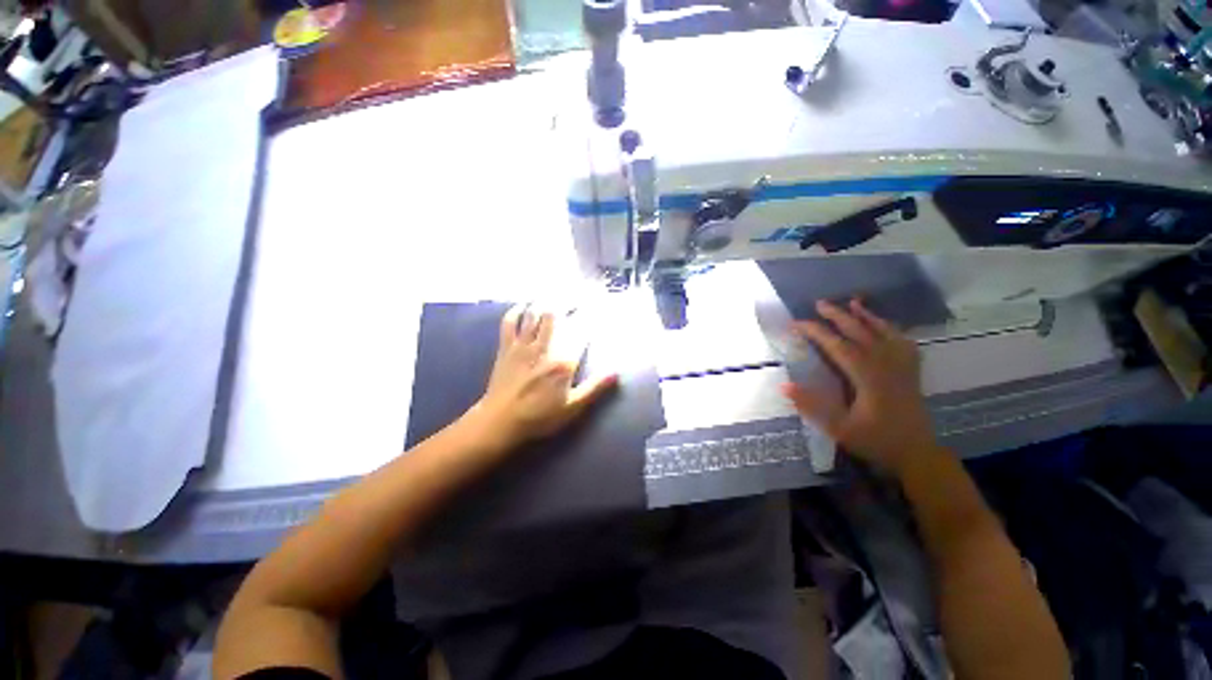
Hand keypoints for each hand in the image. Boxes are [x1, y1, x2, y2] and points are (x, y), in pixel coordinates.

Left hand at [471, 305, 618, 451]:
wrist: (500, 422)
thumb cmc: (539, 417)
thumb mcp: (572, 407)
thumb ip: (594, 388)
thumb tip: (616, 372)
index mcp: (563, 362)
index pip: (580, 333)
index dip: (589, 318)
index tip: (595, 307)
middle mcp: (544, 347)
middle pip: (556, 316)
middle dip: (566, 303)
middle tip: (575, 295)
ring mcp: (523, 346)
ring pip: (534, 315)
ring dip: (543, 302)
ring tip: (552, 292)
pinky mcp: (506, 348)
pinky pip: (509, 323)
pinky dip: (516, 311)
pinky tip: (522, 305)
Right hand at [781, 299, 939, 475]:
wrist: (916, 454)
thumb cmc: (875, 441)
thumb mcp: (839, 429)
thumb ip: (812, 406)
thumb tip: (784, 385)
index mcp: (868, 378)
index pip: (838, 347)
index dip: (817, 332)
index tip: (797, 323)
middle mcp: (886, 366)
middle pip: (862, 333)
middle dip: (839, 316)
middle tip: (820, 303)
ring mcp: (902, 367)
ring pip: (885, 333)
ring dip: (867, 316)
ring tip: (853, 302)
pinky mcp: (911, 372)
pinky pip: (903, 342)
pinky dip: (891, 329)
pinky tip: (884, 325)